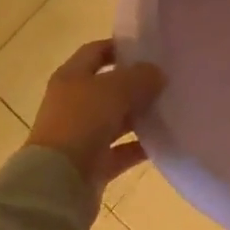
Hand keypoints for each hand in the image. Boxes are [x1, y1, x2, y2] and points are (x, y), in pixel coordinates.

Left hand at [26, 40, 163, 191]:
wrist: (58, 182)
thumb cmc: (82, 122)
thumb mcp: (115, 89)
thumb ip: (140, 77)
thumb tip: (157, 73)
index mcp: (71, 76)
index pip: (96, 52)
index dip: (119, 47)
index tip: (148, 48)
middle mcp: (74, 102)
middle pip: (108, 86)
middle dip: (135, 83)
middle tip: (167, 79)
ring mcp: (82, 135)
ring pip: (116, 119)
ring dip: (139, 115)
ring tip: (170, 108)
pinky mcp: (92, 164)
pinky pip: (121, 150)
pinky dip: (139, 146)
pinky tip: (164, 141)